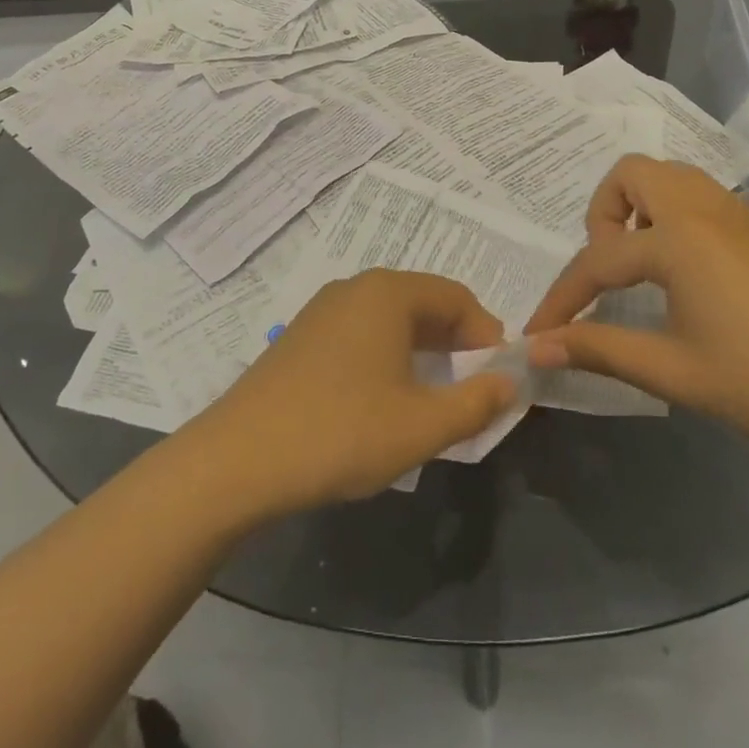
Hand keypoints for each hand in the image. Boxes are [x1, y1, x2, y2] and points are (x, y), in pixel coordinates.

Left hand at [185, 270, 519, 520]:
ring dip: (421, 352)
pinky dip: (387, 357)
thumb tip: (510, 382)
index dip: (487, 335)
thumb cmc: (340, 433)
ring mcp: (322, 310)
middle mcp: (354, 288)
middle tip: (470, 392)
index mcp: (387, 293)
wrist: (238, 459)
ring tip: (431, 400)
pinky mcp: (301, 336)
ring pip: (391, 320)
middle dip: (455, 344)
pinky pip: (361, 333)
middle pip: (423, 303)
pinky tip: (383, 400)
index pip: (457, 297)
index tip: (498, 379)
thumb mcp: (421, 426)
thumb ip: (476, 402)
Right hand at [523, 155, 748, 456]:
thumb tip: (534, 348)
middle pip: (632, 174)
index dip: (562, 299)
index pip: (598, 259)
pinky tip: (679, 273)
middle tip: (607, 269)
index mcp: (680, 239)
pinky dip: (670, 216)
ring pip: (668, 177)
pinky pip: (696, 196)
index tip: (536, 332)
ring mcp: (736, 214)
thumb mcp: (671, 370)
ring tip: (638, 266)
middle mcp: (704, 209)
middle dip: (603, 214)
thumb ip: (596, 349)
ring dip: (638, 208)